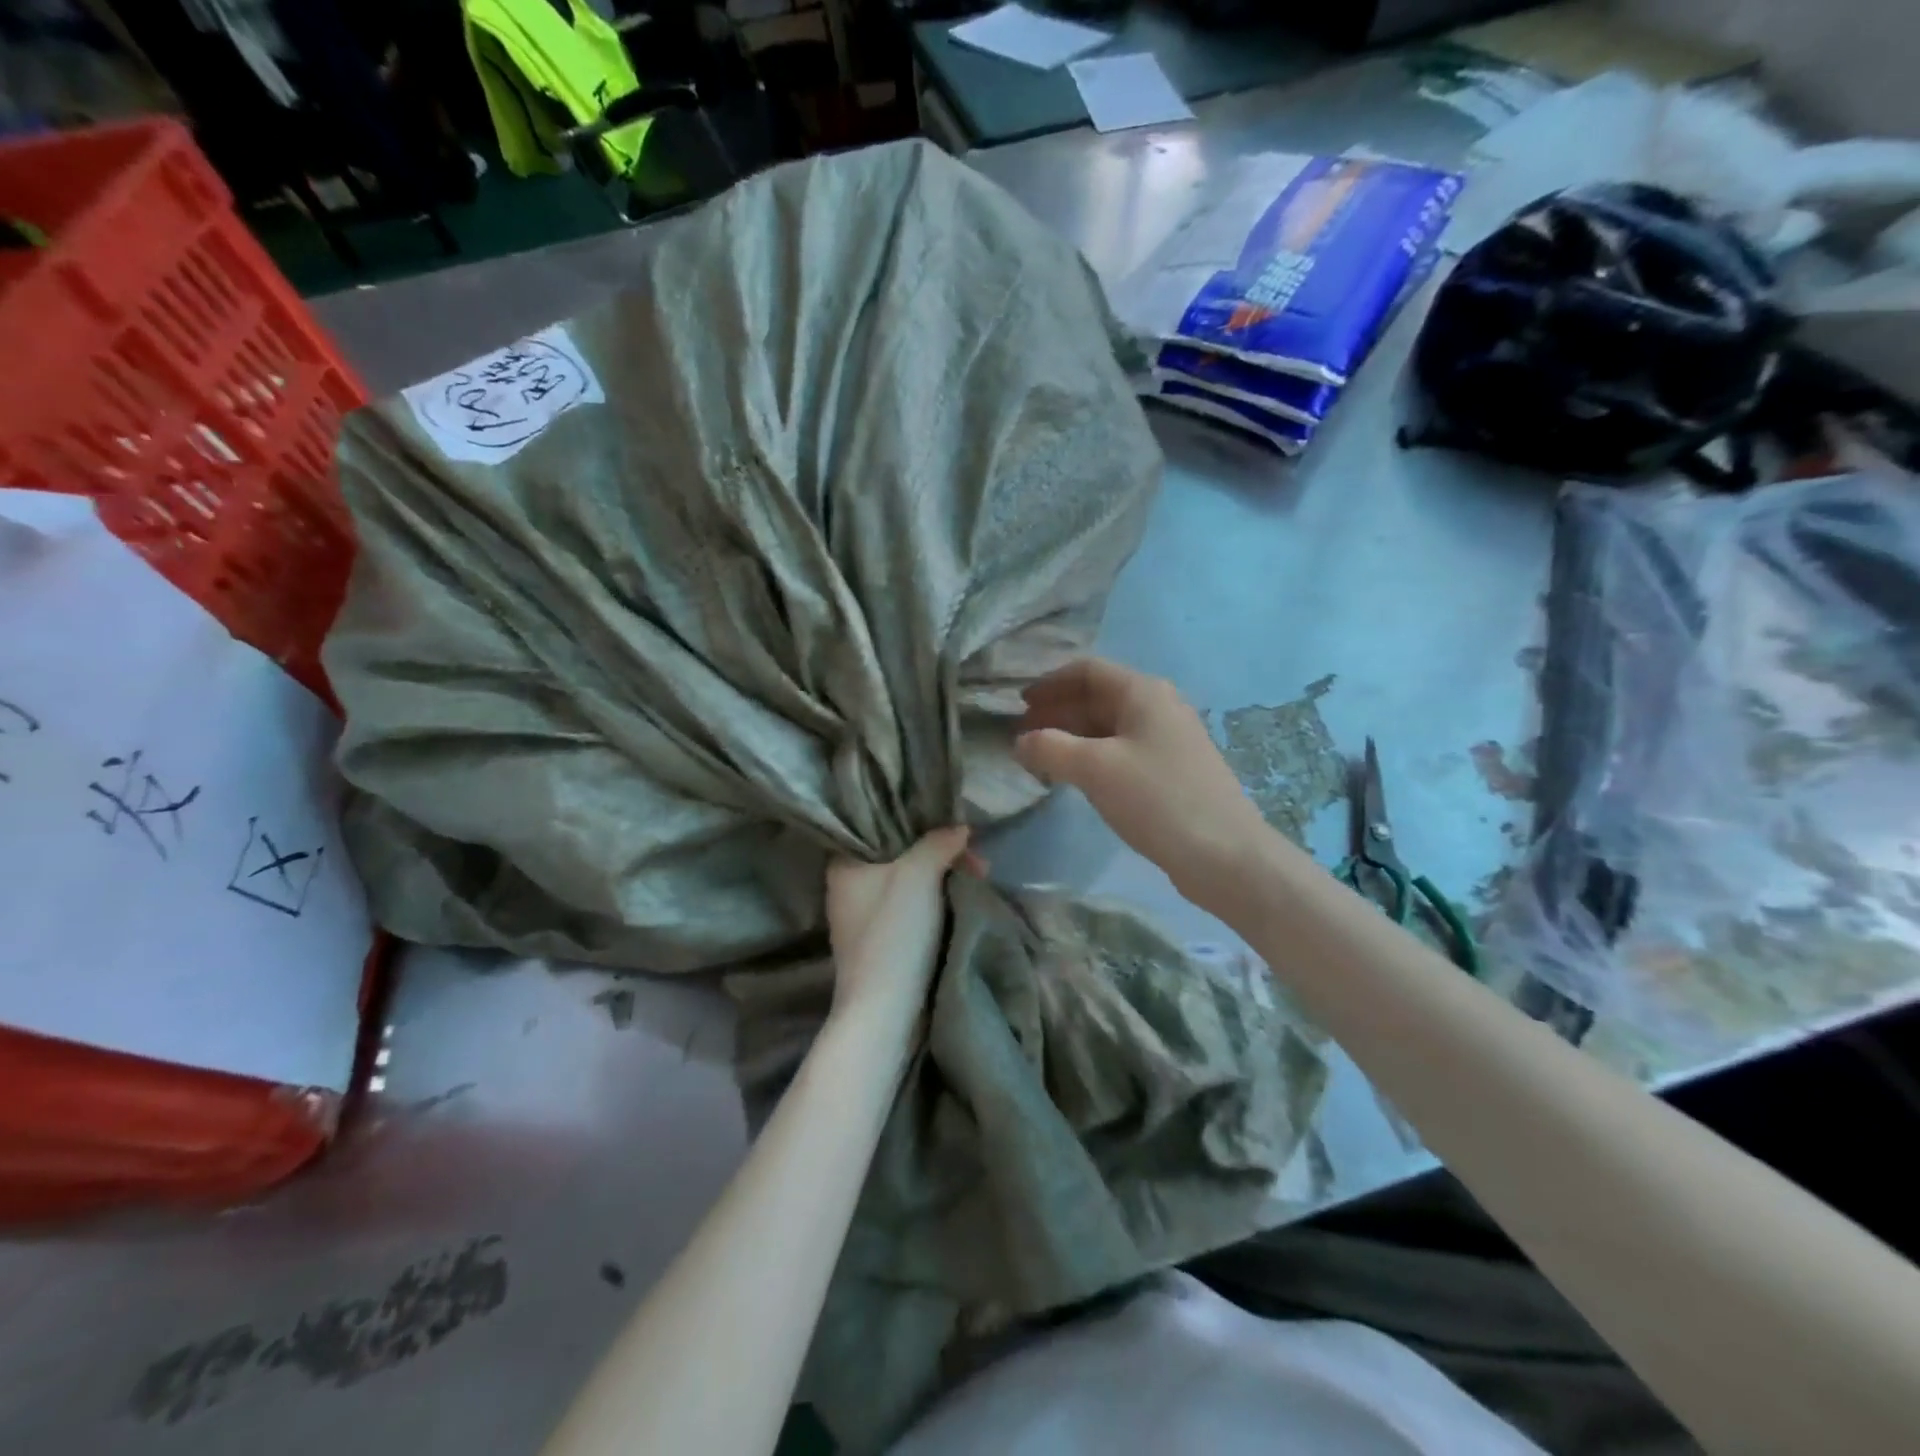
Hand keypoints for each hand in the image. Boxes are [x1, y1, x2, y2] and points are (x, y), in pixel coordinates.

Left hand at [826, 829, 971, 1021]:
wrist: (885, 1010)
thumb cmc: (894, 932)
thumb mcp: (918, 875)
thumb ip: (938, 843)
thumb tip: (959, 827)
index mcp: (844, 866)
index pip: (878, 827)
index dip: (917, 823)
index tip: (951, 827)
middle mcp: (848, 888)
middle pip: (901, 856)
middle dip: (941, 854)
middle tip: (977, 861)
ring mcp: (864, 919)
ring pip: (909, 883)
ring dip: (943, 879)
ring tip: (980, 878)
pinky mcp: (881, 943)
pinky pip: (912, 909)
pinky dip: (936, 902)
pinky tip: (963, 900)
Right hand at [1015, 659, 1268, 910]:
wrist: (1225, 854)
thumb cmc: (1157, 799)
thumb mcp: (1094, 769)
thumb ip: (1049, 748)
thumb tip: (1020, 742)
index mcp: (1143, 692)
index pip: (1087, 670)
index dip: (1049, 683)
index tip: (1018, 705)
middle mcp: (1158, 707)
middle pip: (1097, 697)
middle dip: (1057, 712)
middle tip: (1022, 735)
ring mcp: (1168, 740)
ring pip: (1109, 727)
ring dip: (1072, 737)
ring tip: (1040, 759)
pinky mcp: (1171, 771)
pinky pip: (1122, 752)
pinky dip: (1092, 757)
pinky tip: (1075, 779)